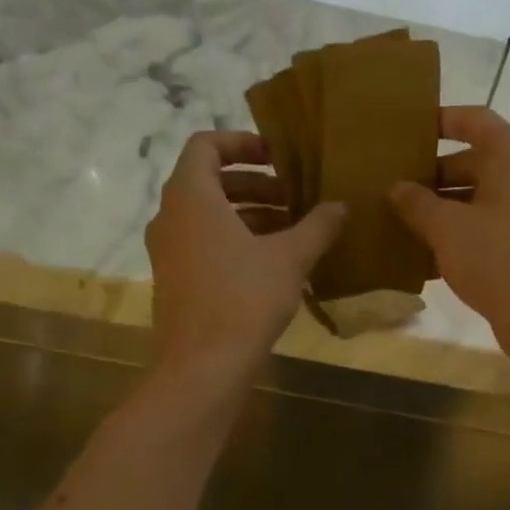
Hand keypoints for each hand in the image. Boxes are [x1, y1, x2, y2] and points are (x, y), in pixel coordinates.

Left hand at [145, 131, 345, 380]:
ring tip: (290, 232)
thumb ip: (317, 225)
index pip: (205, 145)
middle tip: (293, 198)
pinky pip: (202, 244)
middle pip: (209, 181)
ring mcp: (167, 251)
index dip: (242, 143)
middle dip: (254, 185)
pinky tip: (271, 265)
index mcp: (191, 196)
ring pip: (207, 216)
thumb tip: (342, 205)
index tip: (277, 157)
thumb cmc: (244, 300)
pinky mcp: (173, 280)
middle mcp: (170, 216)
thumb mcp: (290, 258)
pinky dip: (233, 241)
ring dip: (248, 215)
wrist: (202, 366)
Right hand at [389, 106, 509, 358]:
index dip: (440, 121)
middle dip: (429, 177)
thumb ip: (416, 203)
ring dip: (438, 212)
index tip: (406, 132)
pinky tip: (420, 260)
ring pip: (473, 202)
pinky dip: (454, 240)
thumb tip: (395, 188)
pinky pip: (481, 233)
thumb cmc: (497, 255)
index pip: (473, 120)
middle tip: (390, 188)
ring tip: (396, 223)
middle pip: (470, 164)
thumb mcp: (447, 226)